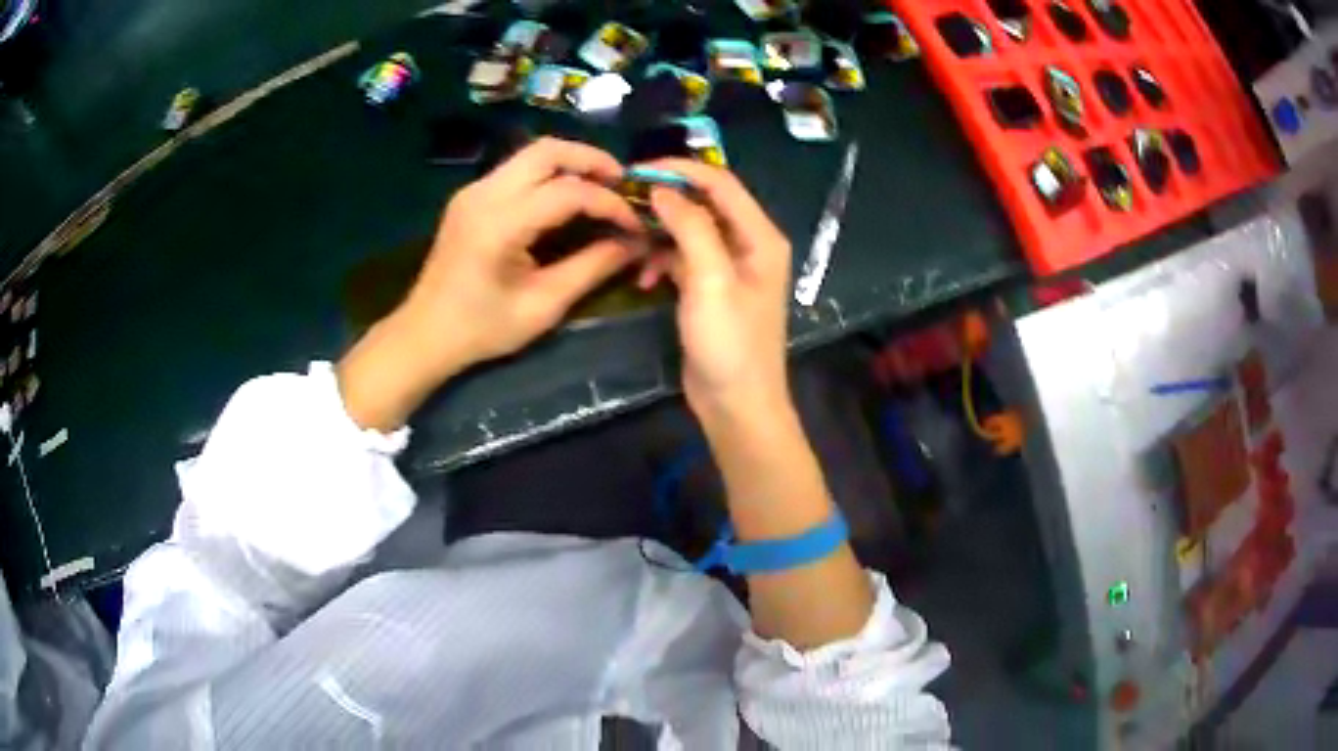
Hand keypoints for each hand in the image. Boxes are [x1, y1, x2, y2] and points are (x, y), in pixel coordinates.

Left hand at [339, 138, 641, 431]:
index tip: (635, 225)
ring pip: (532, 153)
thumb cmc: (481, 329)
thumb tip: (634, 244)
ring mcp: (473, 191)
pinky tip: (567, 196)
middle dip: (592, 160)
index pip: (568, 192)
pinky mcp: (471, 196)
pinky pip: (518, 168)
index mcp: (499, 225)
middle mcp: (484, 195)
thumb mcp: (543, 306)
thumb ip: (591, 268)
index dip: (609, 203)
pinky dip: (550, 173)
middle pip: (547, 150)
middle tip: (623, 184)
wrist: (423, 334)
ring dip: (572, 163)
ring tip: (602, 186)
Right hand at [637, 159, 792, 421]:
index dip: (681, 170)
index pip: (721, 183)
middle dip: (667, 199)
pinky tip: (643, 277)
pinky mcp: (711, 289)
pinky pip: (684, 259)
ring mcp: (730, 268)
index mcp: (760, 236)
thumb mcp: (711, 280)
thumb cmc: (730, 343)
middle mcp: (749, 245)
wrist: (736, 404)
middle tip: (626, 200)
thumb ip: (691, 228)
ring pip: (690, 231)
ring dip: (661, 233)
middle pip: (705, 203)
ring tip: (631, 242)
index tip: (638, 170)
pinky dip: (663, 261)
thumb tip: (663, 190)